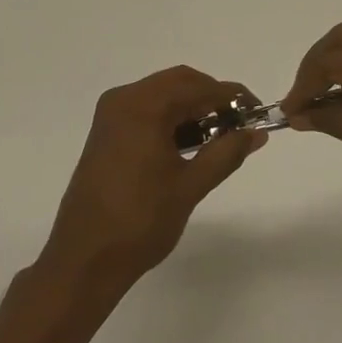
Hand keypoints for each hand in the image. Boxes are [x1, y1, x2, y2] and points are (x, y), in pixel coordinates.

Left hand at [40, 67, 264, 293]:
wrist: (84, 259)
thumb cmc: (140, 221)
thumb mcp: (191, 186)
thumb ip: (227, 153)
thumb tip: (257, 133)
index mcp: (143, 106)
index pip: (198, 87)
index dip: (232, 96)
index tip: (257, 112)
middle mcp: (124, 99)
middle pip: (179, 83)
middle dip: (212, 99)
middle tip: (240, 125)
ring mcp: (111, 114)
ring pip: (162, 95)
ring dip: (192, 108)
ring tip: (220, 137)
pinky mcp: (106, 131)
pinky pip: (146, 110)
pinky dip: (171, 119)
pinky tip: (190, 143)